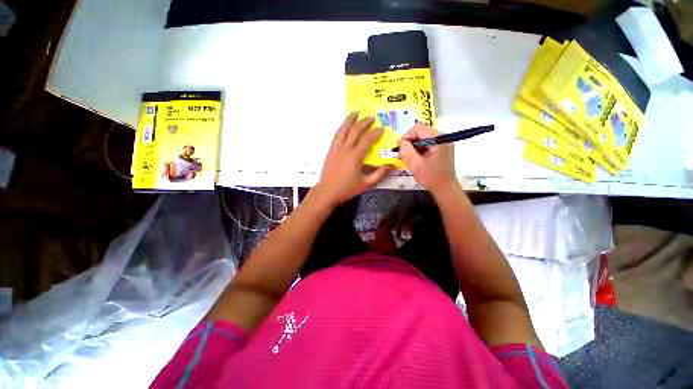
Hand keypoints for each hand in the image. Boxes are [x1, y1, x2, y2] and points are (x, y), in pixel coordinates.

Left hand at [314, 112, 392, 206]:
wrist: (327, 191)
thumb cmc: (347, 188)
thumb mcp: (366, 184)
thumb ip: (379, 174)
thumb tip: (391, 165)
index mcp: (355, 156)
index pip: (367, 140)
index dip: (375, 133)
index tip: (382, 128)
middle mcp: (345, 148)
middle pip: (355, 131)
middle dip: (364, 122)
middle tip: (372, 117)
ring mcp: (336, 148)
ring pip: (343, 129)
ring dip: (350, 120)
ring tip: (356, 112)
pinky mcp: (330, 150)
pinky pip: (337, 135)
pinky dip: (342, 127)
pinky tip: (345, 125)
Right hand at [398, 123, 456, 193]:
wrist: (445, 188)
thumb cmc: (431, 177)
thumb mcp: (415, 164)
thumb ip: (407, 150)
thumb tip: (401, 142)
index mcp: (438, 139)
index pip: (418, 128)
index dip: (406, 137)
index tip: (400, 149)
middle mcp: (442, 137)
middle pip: (420, 133)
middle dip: (409, 143)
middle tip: (402, 155)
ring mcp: (442, 143)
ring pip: (422, 139)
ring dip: (412, 147)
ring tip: (407, 159)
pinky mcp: (441, 149)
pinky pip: (426, 145)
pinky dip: (418, 150)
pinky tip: (415, 159)